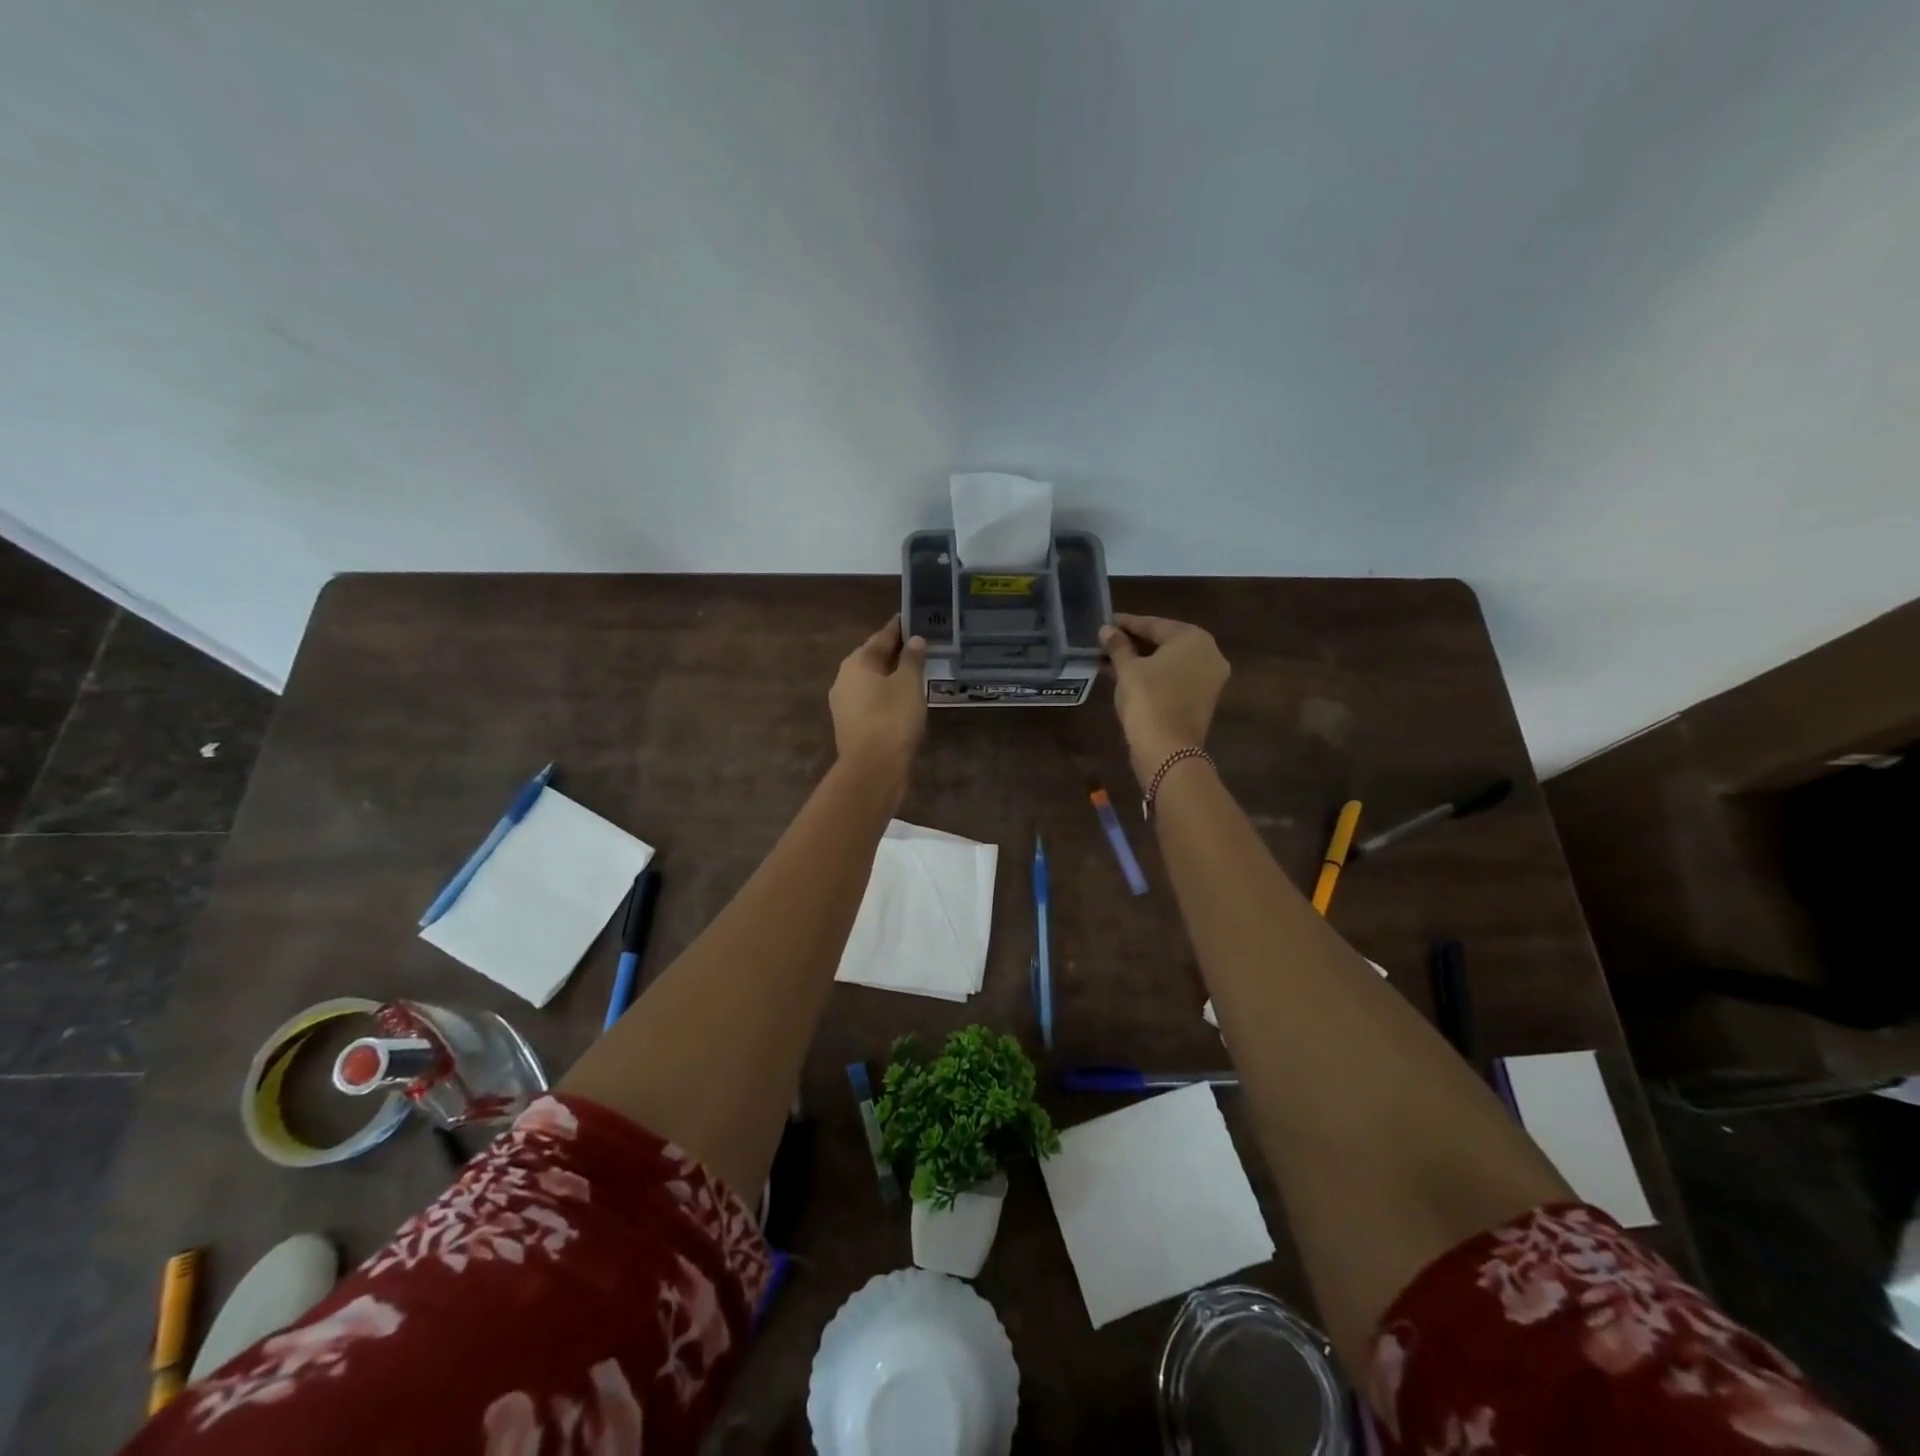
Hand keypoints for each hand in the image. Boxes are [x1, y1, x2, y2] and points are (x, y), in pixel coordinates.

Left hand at [829, 617, 928, 776]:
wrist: (873, 768)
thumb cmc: (892, 718)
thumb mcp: (908, 683)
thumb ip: (912, 659)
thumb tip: (914, 640)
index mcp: (856, 663)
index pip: (881, 637)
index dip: (898, 628)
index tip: (910, 619)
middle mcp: (844, 680)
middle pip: (873, 660)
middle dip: (894, 653)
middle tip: (917, 646)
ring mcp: (844, 705)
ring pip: (871, 683)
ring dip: (890, 677)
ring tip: (914, 674)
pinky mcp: (851, 726)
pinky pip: (871, 702)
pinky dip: (886, 697)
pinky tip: (903, 701)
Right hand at [1100, 613, 1230, 784]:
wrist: (1168, 750)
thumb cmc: (1148, 700)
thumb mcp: (1128, 669)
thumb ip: (1118, 646)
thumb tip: (1106, 630)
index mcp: (1194, 638)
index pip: (1155, 624)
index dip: (1127, 623)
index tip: (1106, 622)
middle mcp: (1209, 653)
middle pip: (1165, 642)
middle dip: (1135, 642)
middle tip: (1107, 641)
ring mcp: (1209, 678)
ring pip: (1169, 662)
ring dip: (1141, 660)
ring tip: (1111, 659)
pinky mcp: (1202, 699)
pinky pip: (1174, 678)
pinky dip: (1153, 675)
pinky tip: (1126, 676)